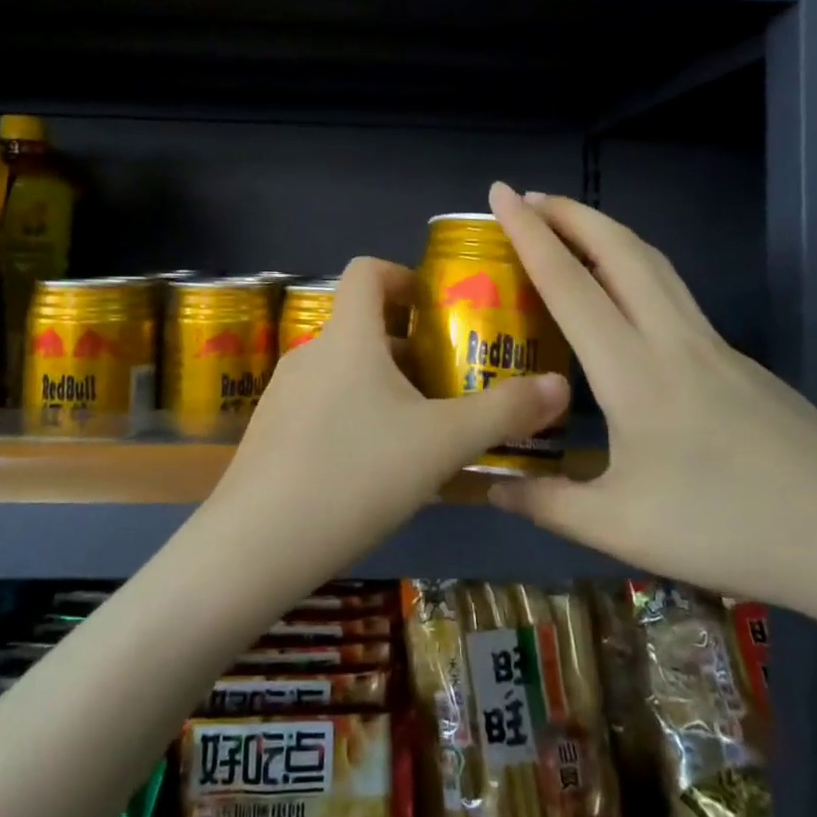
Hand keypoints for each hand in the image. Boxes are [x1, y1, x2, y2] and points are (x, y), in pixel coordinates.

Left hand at [208, 256, 569, 582]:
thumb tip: (561, 386)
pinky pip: (323, 405)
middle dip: (410, 345)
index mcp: (348, 335)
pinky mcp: (270, 432)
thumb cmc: (355, 473)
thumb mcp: (442, 443)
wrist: (255, 546)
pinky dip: (355, 415)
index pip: (368, 271)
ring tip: (423, 430)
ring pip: (345, 370)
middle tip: (451, 381)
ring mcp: (283, 394)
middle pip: (363, 326)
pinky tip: (375, 469)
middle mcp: (311, 352)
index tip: (438, 309)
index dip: (404, 276)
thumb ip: (504, 412)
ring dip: (384, 385)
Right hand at [484, 183, 816, 624]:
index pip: (569, 283)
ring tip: (568, 227)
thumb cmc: (729, 529)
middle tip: (527, 198)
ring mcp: (712, 343)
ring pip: (652, 262)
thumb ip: (546, 503)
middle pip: (618, 249)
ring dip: (605, 231)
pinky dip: (634, 267)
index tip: (500, 192)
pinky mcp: (738, 359)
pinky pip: (673, 291)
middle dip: (569, 212)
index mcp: (633, 371)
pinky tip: (623, 297)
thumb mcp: (620, 528)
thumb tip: (486, 487)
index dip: (529, 233)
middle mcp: (672, 338)